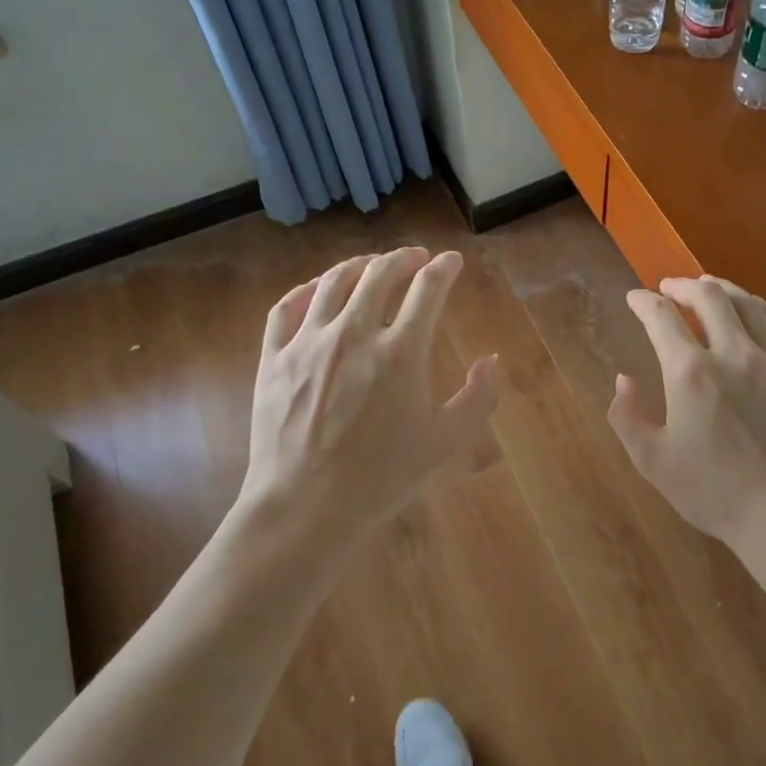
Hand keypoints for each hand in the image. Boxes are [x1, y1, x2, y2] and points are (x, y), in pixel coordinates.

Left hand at [235, 247, 496, 543]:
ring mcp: (308, 342)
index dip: (444, 268)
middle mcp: (354, 333)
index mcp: (401, 351)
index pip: (428, 288)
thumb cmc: (381, 477)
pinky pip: (287, 307)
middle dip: (404, 258)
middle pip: (380, 273)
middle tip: (415, 258)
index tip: (452, 261)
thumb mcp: (444, 442)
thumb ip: (478, 398)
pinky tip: (316, 289)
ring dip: (359, 265)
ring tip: (372, 265)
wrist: (305, 507)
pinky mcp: (274, 358)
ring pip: (334, 281)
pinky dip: (306, 289)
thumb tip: (492, 361)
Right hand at [608, 276, 765, 553]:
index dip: (643, 302)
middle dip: (684, 286)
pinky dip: (763, 310)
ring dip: (723, 290)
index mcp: (691, 373)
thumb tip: (623, 379)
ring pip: (750, 305)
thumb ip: (627, 415)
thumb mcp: (652, 461)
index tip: (635, 298)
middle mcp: (734, 354)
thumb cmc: (713, 492)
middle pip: (709, 297)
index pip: (661, 318)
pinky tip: (755, 312)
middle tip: (670, 288)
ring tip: (709, 289)